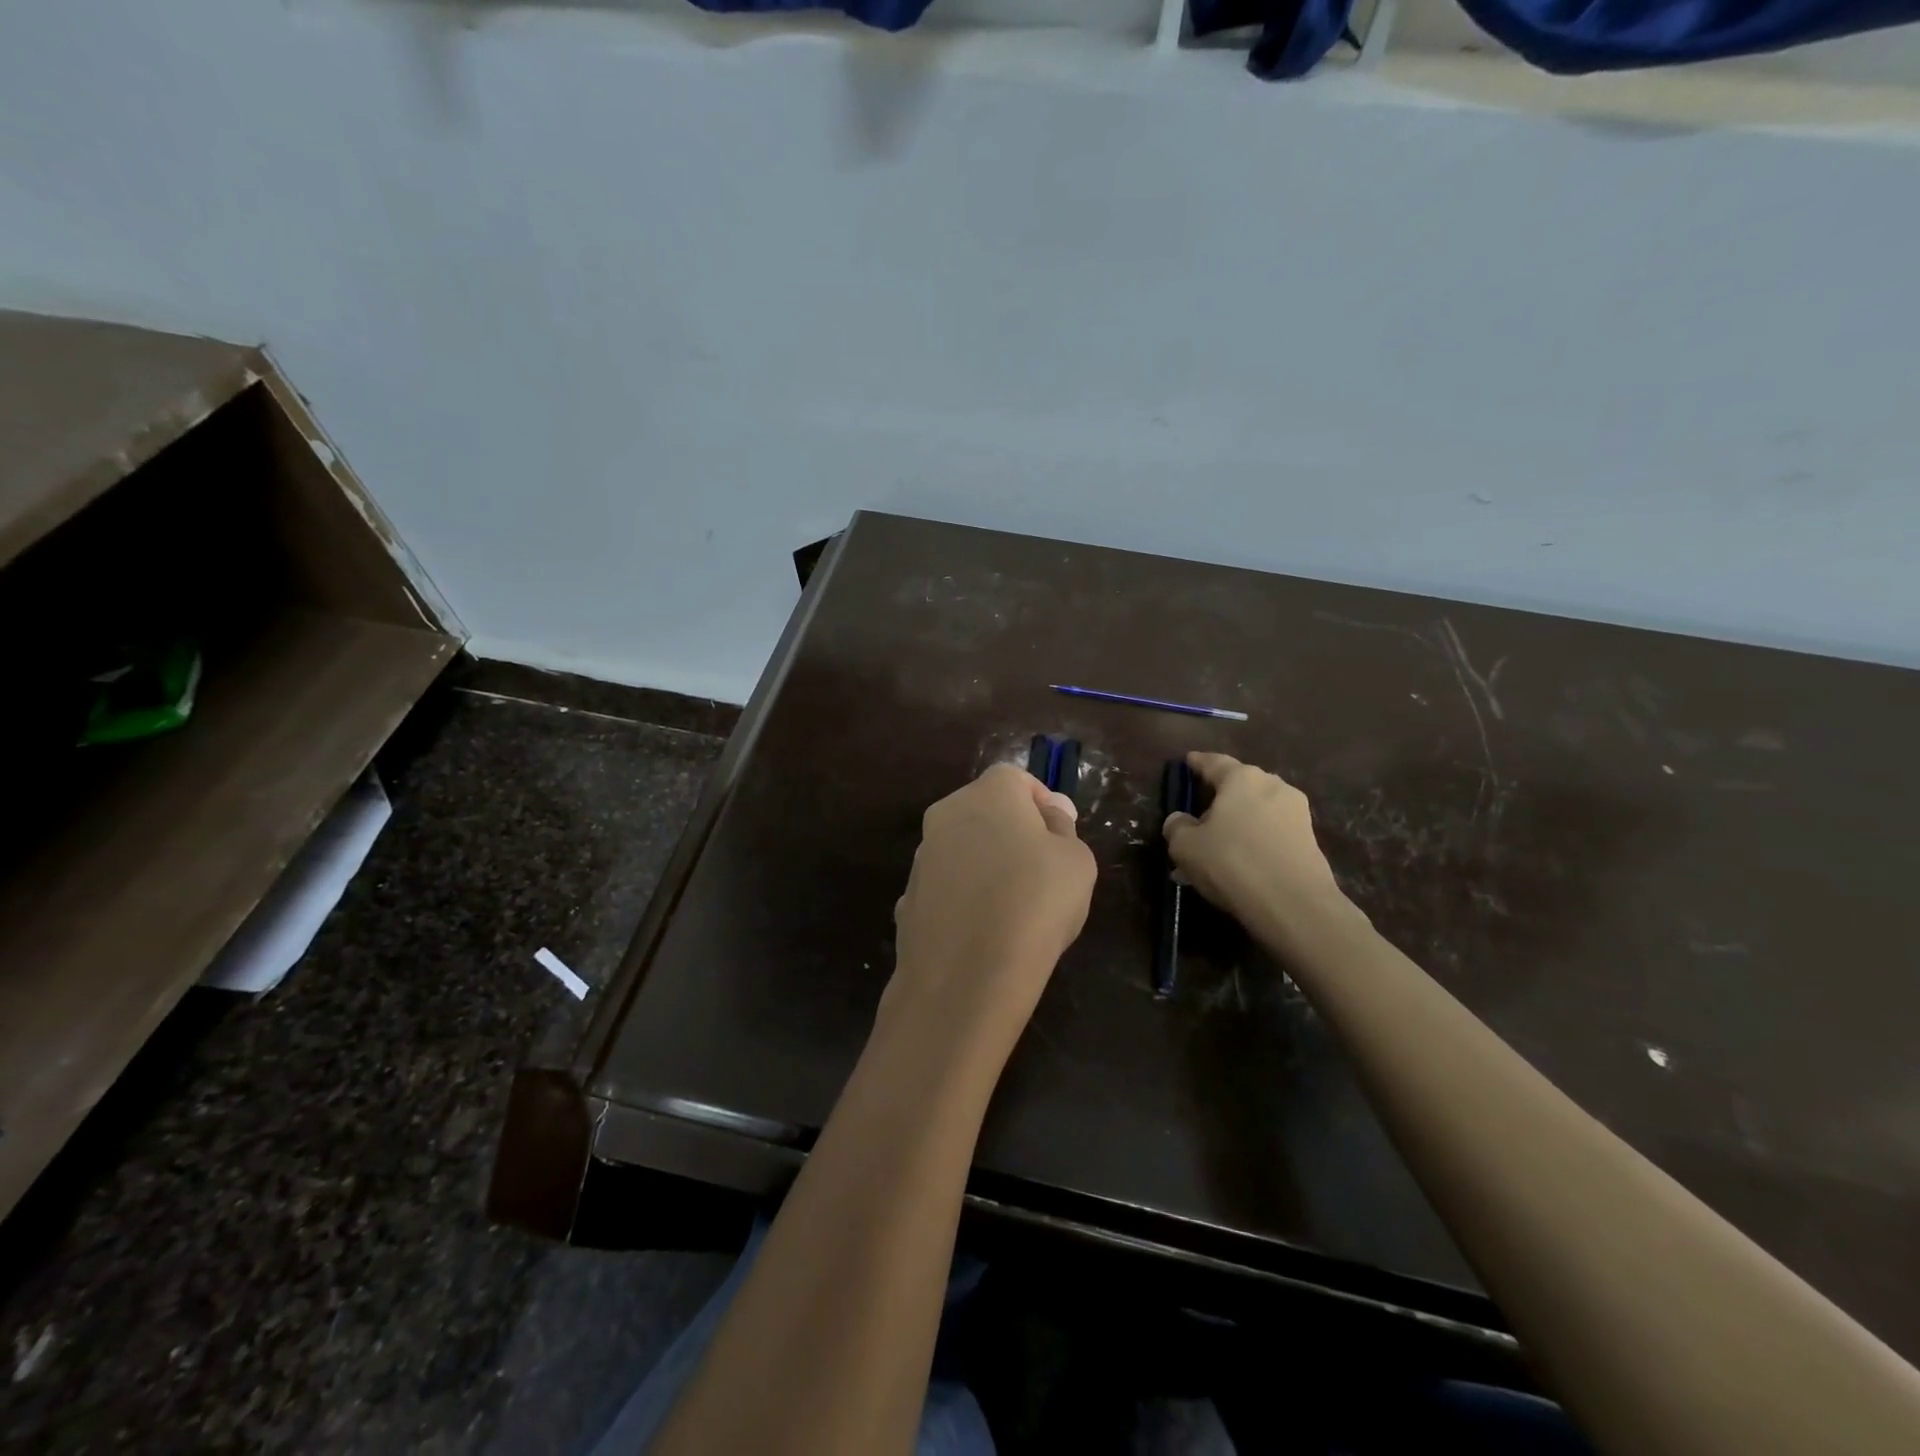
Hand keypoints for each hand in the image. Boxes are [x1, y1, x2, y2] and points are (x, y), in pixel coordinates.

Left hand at [886, 764, 1095, 1061]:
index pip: (1016, 778)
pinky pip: (945, 890)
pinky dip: (963, 901)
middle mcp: (945, 815)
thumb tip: (1051, 812)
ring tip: (1013, 910)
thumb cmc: (1035, 903)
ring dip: (984, 866)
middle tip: (1042, 871)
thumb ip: (1063, 827)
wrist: (966, 975)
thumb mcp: (1076, 861)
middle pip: (984, 811)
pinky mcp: (908, 899)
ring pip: (962, 850)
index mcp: (987, 793)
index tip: (1060, 836)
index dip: (1042, 802)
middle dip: (1012, 833)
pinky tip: (982, 934)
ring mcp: (921, 858)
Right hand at [1162, 752, 1352, 949]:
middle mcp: (1273, 786)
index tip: (1188, 761)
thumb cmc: (1231, 862)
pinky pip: (1272, 832)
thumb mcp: (1185, 846)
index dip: (1197, 762)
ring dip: (1238, 823)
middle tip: (1200, 816)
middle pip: (1239, 786)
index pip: (1213, 762)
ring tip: (1218, 847)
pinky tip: (1240, 863)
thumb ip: (1176, 826)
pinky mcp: (1310, 840)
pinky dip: (1255, 840)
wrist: (1293, 904)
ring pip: (1257, 811)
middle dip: (1220, 798)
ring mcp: (1297, 812)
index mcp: (1242, 778)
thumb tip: (1180, 820)